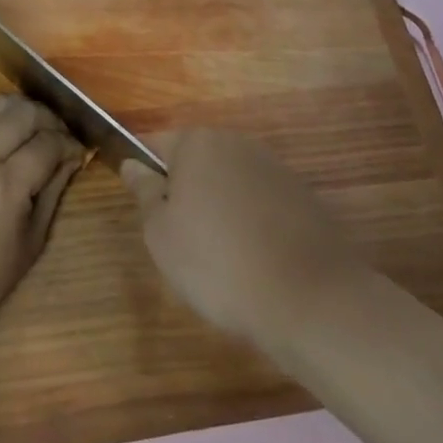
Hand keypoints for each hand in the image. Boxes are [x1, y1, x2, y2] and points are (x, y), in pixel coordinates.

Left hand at [0, 96, 84, 311]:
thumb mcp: (30, 243)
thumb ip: (52, 193)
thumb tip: (69, 160)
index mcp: (6, 185)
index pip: (47, 143)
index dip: (69, 144)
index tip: (78, 152)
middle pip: (23, 112)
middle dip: (49, 118)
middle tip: (59, 135)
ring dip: (21, 110)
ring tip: (33, 128)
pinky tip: (5, 140)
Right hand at [120, 129, 353, 349]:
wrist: (310, 300)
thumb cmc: (217, 263)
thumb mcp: (161, 234)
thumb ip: (144, 192)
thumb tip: (132, 164)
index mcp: (198, 142)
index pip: (155, 145)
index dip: (145, 176)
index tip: (147, 213)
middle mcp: (237, 143)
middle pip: (196, 161)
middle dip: (185, 192)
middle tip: (180, 241)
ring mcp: (275, 168)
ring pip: (230, 182)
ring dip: (220, 208)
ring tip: (221, 258)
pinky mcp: (304, 197)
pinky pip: (262, 203)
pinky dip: (253, 223)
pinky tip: (255, 261)